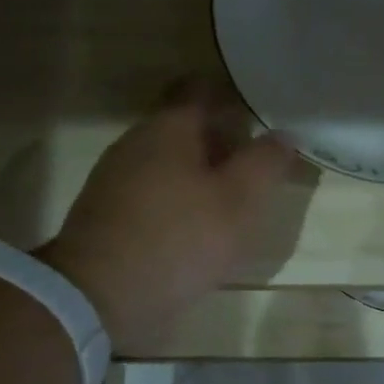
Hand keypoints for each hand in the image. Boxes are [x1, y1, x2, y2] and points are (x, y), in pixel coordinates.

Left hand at [41, 81, 292, 352]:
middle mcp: (136, 141)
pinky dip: (177, 198)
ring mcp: (115, 176)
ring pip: (168, 160)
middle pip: (185, 126)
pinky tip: (195, 228)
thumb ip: (265, 163)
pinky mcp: (107, 211)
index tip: (259, 120)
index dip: (232, 99)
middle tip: (255, 168)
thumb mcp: (239, 202)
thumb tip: (284, 134)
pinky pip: (152, 190)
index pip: (201, 89)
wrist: (99, 295)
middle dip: (221, 142)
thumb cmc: (179, 239)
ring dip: (200, 173)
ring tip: (231, 203)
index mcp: (169, 127)